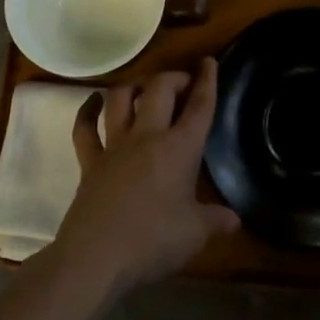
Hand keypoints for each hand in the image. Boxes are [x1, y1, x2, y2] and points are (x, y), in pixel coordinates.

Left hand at [46, 58, 239, 296]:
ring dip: (134, 86)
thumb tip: (234, 220)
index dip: (207, 81)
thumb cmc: (153, 242)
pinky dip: (87, 111)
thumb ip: (215, 221)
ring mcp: (114, 146)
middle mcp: (147, 136)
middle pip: (159, 90)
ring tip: (144, 87)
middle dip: (173, 78)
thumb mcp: (194, 234)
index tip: (209, 61)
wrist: (96, 259)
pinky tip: (93, 102)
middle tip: (183, 83)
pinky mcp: (89, 162)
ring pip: (120, 99)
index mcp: (179, 148)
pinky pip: (84, 128)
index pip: (199, 107)